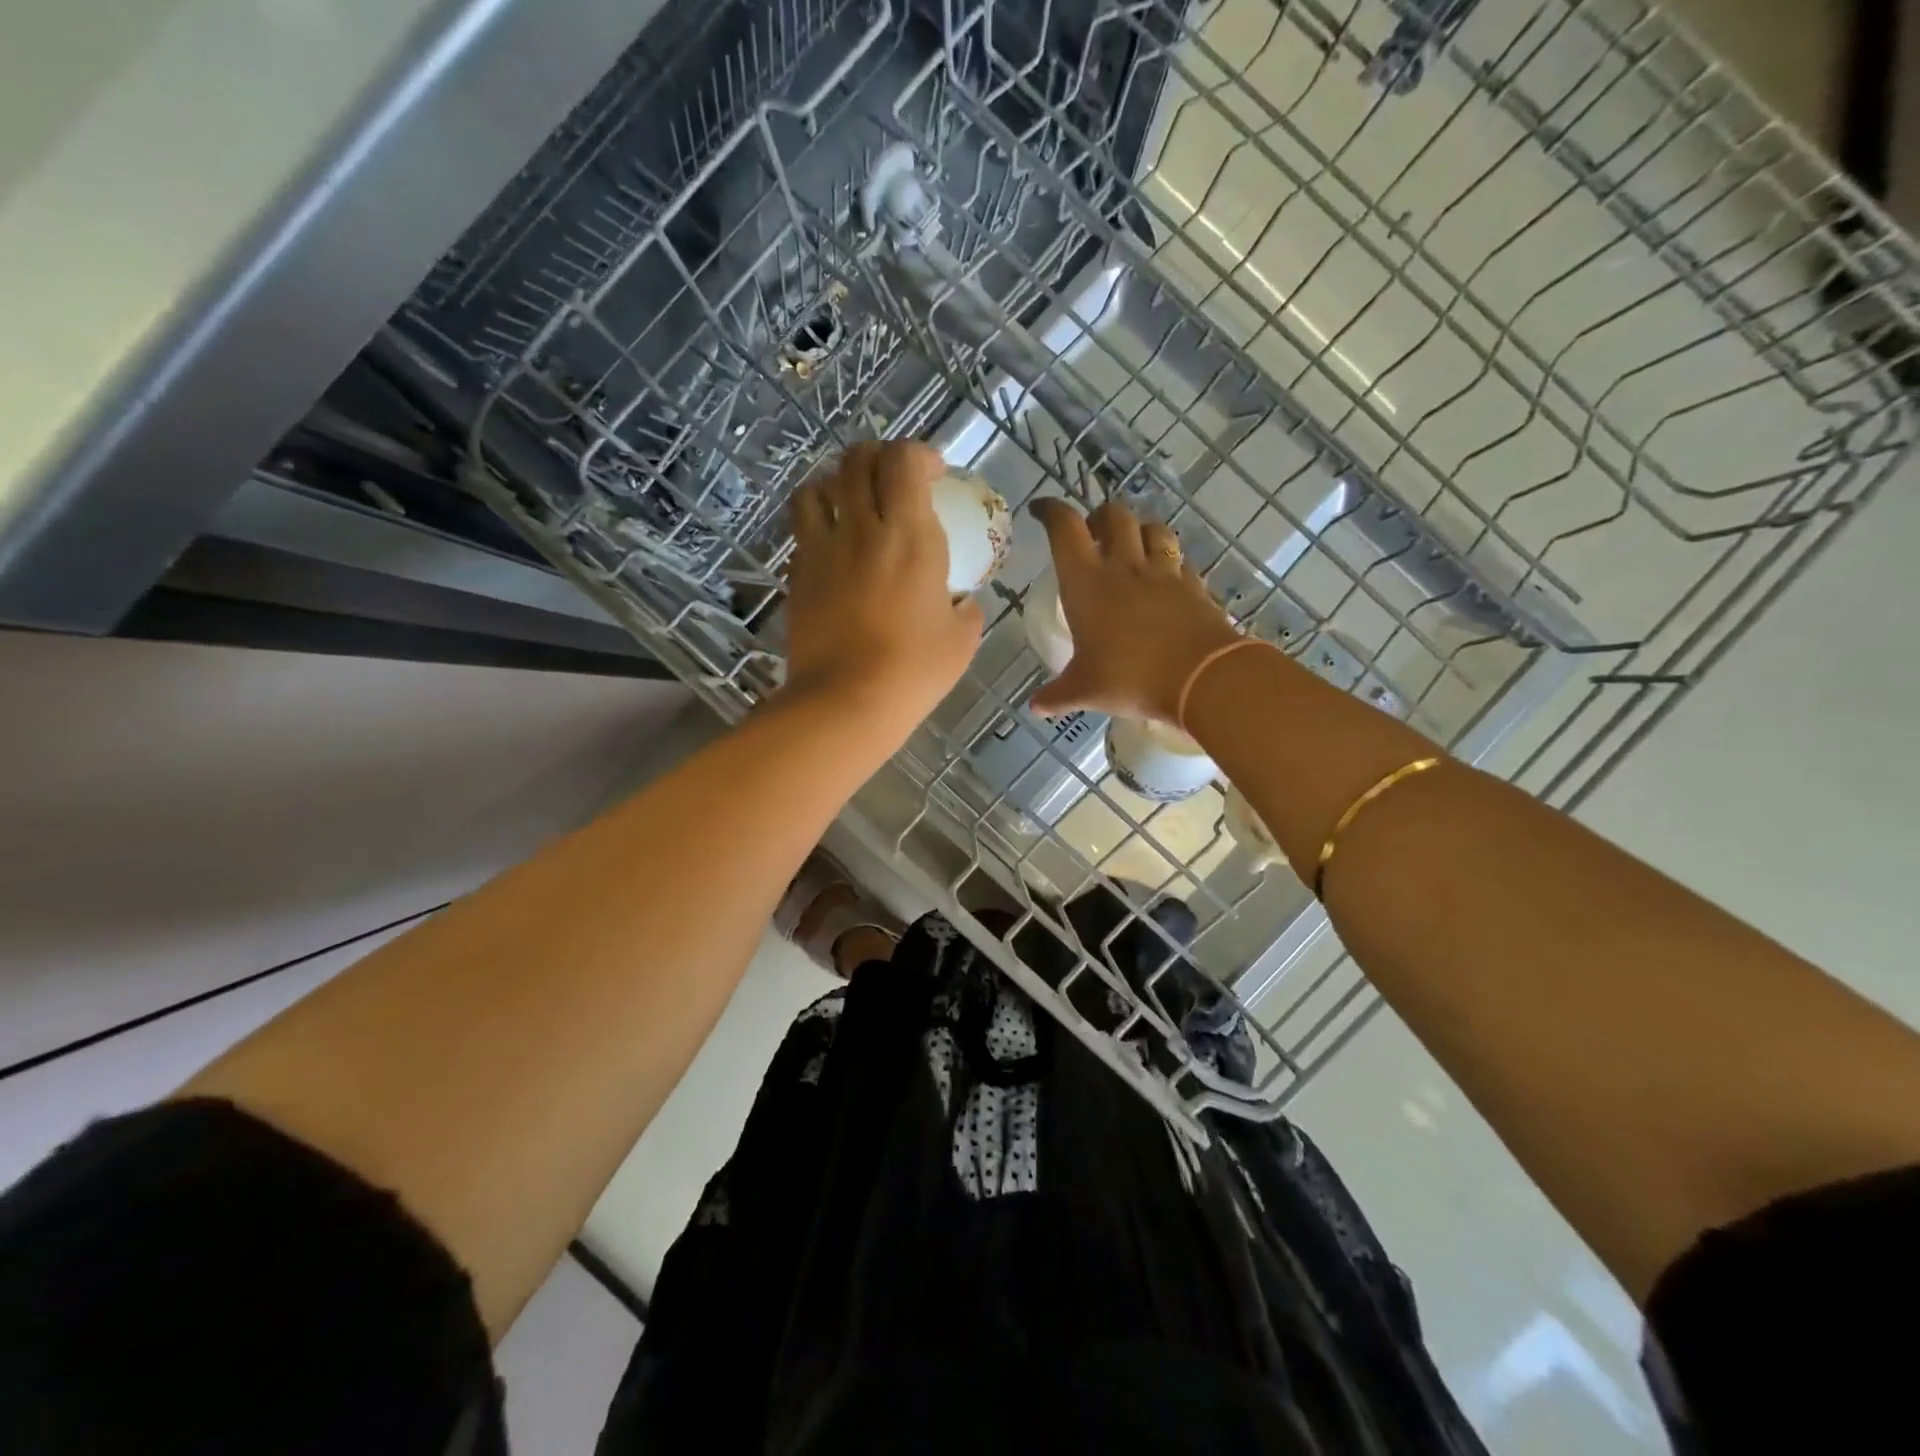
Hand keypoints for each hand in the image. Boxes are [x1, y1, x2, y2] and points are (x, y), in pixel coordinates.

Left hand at [783, 442, 983, 728]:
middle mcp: (860, 529)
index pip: (903, 460)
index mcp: (908, 535)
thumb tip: (963, 602)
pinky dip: (818, 525)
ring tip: (852, 505)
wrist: (846, 702)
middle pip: (856, 461)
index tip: (934, 474)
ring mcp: (821, 550)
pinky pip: (802, 531)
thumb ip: (966, 608)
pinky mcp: (797, 575)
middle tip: (894, 480)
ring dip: (837, 485)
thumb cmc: (913, 670)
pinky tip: (834, 550)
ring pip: (815, 487)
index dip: (918, 454)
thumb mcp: (961, 640)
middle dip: (877, 458)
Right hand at [1030, 498, 1238, 725]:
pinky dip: (1170, 563)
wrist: (1202, 678)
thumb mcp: (1085, 691)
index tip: (1040, 511)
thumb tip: (1035, 706)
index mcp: (1087, 583)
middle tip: (1091, 533)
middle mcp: (1124, 567)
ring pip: (1153, 529)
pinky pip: (1181, 563)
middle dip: (1098, 517)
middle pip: (1113, 516)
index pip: (1065, 528)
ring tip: (1132, 546)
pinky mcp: (1194, 587)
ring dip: (1139, 529)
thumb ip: (1057, 695)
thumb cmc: (1130, 678)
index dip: (1050, 511)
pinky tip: (1167, 579)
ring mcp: (1164, 574)